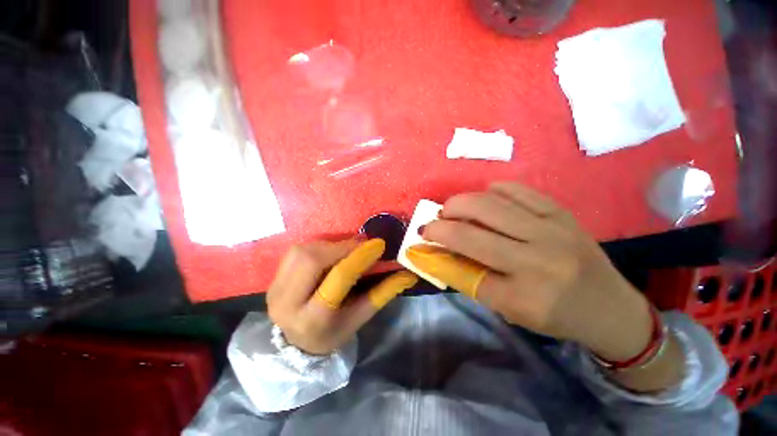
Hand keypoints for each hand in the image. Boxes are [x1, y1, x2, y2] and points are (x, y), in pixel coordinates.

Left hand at [268, 238, 417, 354]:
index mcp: (314, 319)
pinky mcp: (272, 279)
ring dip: (329, 245)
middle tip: (361, 244)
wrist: (296, 344)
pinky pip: (296, 251)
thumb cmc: (334, 332)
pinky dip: (317, 246)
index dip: (359, 257)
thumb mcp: (360, 317)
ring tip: (347, 248)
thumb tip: (408, 274)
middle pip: (313, 260)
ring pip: (303, 251)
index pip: (338, 278)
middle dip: (341, 247)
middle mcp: (287, 303)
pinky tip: (329, 252)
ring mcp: (274, 289)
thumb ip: (383, 293)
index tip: (377, 244)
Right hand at [407, 183, 652, 361]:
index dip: (435, 251)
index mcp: (523, 296)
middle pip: (471, 231)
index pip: (462, 269)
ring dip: (460, 202)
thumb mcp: (509, 309)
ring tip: (452, 208)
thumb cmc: (555, 315)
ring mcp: (551, 230)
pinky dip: (491, 190)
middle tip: (433, 222)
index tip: (421, 241)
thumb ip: (471, 280)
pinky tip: (483, 198)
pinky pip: (517, 190)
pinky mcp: (561, 212)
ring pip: (489, 204)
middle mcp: (536, 259)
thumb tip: (439, 254)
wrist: (610, 306)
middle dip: (440, 223)